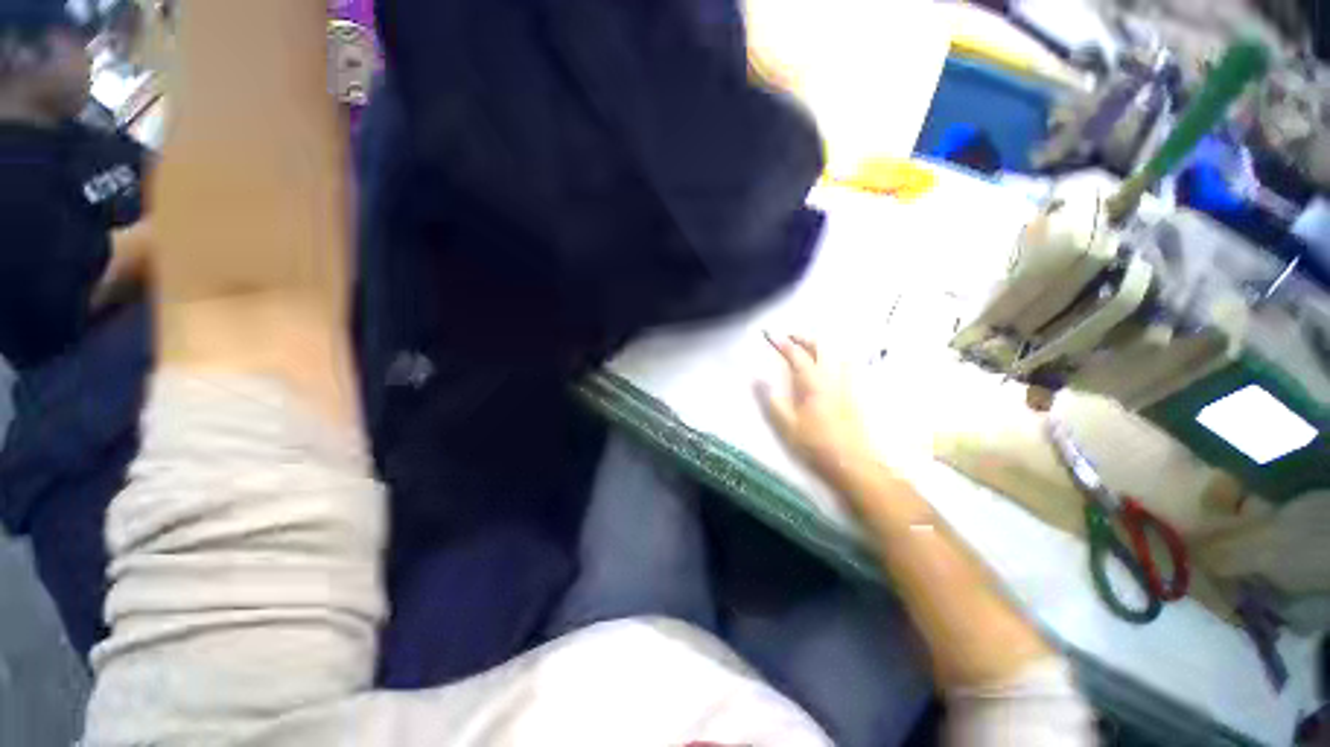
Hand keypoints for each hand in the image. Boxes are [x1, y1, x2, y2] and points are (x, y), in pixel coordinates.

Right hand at [757, 334, 874, 481]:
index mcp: (812, 384)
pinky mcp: (853, 395)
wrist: (852, 463)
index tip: (770, 335)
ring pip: (836, 355)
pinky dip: (835, 358)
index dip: (782, 343)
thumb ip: (772, 400)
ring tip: (808, 347)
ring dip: (821, 346)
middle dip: (804, 338)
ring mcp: (845, 386)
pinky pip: (845, 367)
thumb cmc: (815, 445)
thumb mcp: (786, 426)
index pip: (796, 356)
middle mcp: (831, 379)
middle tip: (789, 337)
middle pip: (820, 348)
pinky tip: (831, 366)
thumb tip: (758, 378)